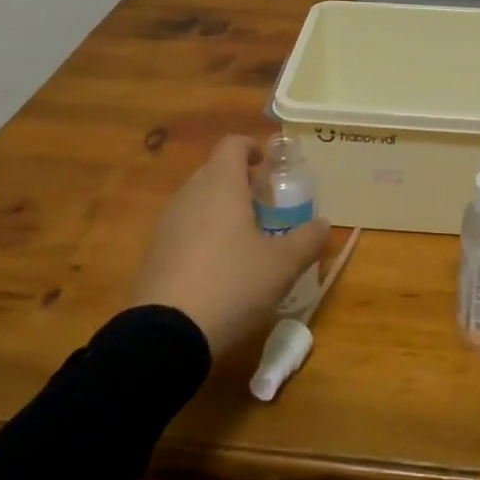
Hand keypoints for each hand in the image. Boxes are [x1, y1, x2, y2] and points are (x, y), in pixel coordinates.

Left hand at [130, 136, 330, 356]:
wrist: (165, 335)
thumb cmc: (232, 283)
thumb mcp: (282, 265)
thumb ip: (307, 240)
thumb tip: (324, 224)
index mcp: (221, 185)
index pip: (232, 145)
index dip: (251, 148)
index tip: (267, 164)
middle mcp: (190, 195)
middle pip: (214, 171)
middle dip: (239, 181)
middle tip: (264, 205)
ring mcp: (168, 224)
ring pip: (198, 200)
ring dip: (221, 208)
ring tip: (245, 237)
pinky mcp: (155, 254)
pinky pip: (184, 229)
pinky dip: (203, 234)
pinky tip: (219, 266)